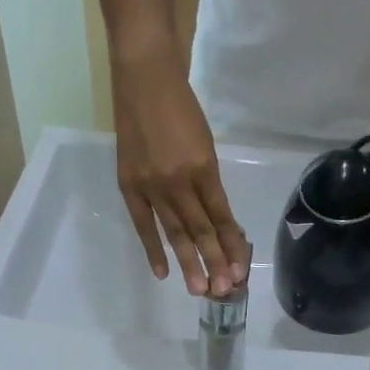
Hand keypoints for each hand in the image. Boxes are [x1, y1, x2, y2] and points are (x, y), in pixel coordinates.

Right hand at [116, 58, 249, 296]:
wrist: (143, 78)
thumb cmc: (181, 107)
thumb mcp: (205, 143)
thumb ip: (208, 182)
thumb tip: (214, 219)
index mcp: (203, 167)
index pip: (221, 215)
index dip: (231, 244)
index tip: (240, 270)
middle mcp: (179, 181)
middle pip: (200, 229)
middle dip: (213, 261)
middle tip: (222, 291)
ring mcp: (151, 185)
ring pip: (174, 231)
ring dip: (188, 262)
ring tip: (198, 289)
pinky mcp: (129, 185)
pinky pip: (143, 224)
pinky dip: (152, 248)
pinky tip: (162, 272)